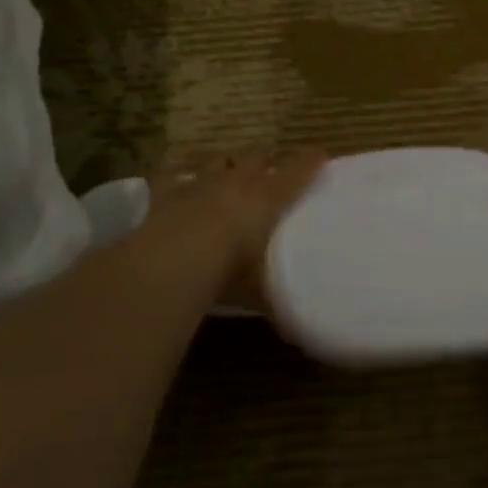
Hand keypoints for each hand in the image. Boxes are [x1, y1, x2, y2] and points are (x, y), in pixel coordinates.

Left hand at [145, 151, 328, 311]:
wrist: (174, 257)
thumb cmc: (232, 268)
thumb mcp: (261, 287)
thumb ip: (275, 299)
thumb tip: (291, 332)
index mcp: (269, 197)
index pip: (299, 170)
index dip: (311, 161)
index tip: (320, 155)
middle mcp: (237, 181)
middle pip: (256, 157)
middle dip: (263, 161)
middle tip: (267, 173)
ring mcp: (200, 181)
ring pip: (217, 161)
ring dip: (224, 166)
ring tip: (226, 175)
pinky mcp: (166, 190)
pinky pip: (173, 174)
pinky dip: (178, 177)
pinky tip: (178, 182)